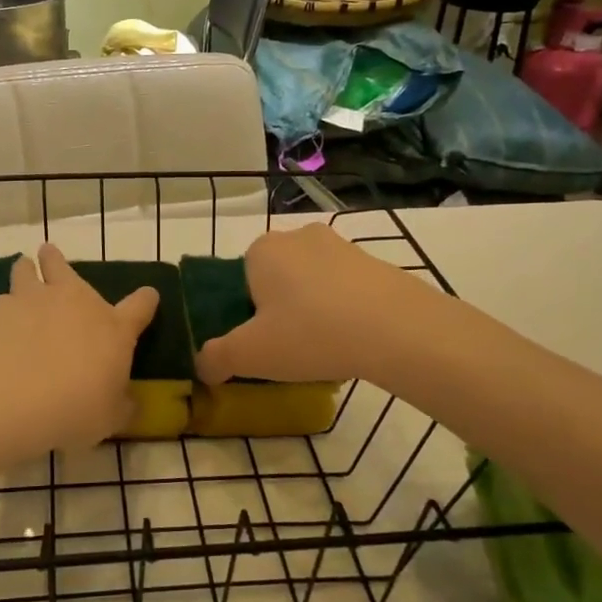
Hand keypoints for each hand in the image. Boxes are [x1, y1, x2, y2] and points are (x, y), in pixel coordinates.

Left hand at [0, 244, 158, 451]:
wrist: (11, 393)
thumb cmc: (73, 408)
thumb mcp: (108, 418)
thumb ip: (120, 406)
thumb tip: (129, 404)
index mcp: (112, 328)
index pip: (140, 307)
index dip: (146, 301)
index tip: (148, 296)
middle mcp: (73, 303)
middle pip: (64, 268)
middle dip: (57, 261)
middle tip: (50, 255)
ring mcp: (31, 300)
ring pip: (25, 271)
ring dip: (25, 270)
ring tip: (21, 269)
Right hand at [195, 222, 442, 386]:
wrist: (398, 329)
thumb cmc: (310, 333)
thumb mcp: (250, 355)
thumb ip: (215, 358)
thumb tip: (203, 365)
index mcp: (262, 250)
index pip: (239, 279)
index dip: (245, 313)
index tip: (260, 342)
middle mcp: (298, 236)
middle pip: (276, 278)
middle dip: (278, 309)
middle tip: (289, 348)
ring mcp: (341, 246)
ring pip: (312, 283)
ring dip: (312, 310)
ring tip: (324, 348)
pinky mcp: (376, 262)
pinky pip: (345, 288)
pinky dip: (343, 311)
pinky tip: (352, 341)